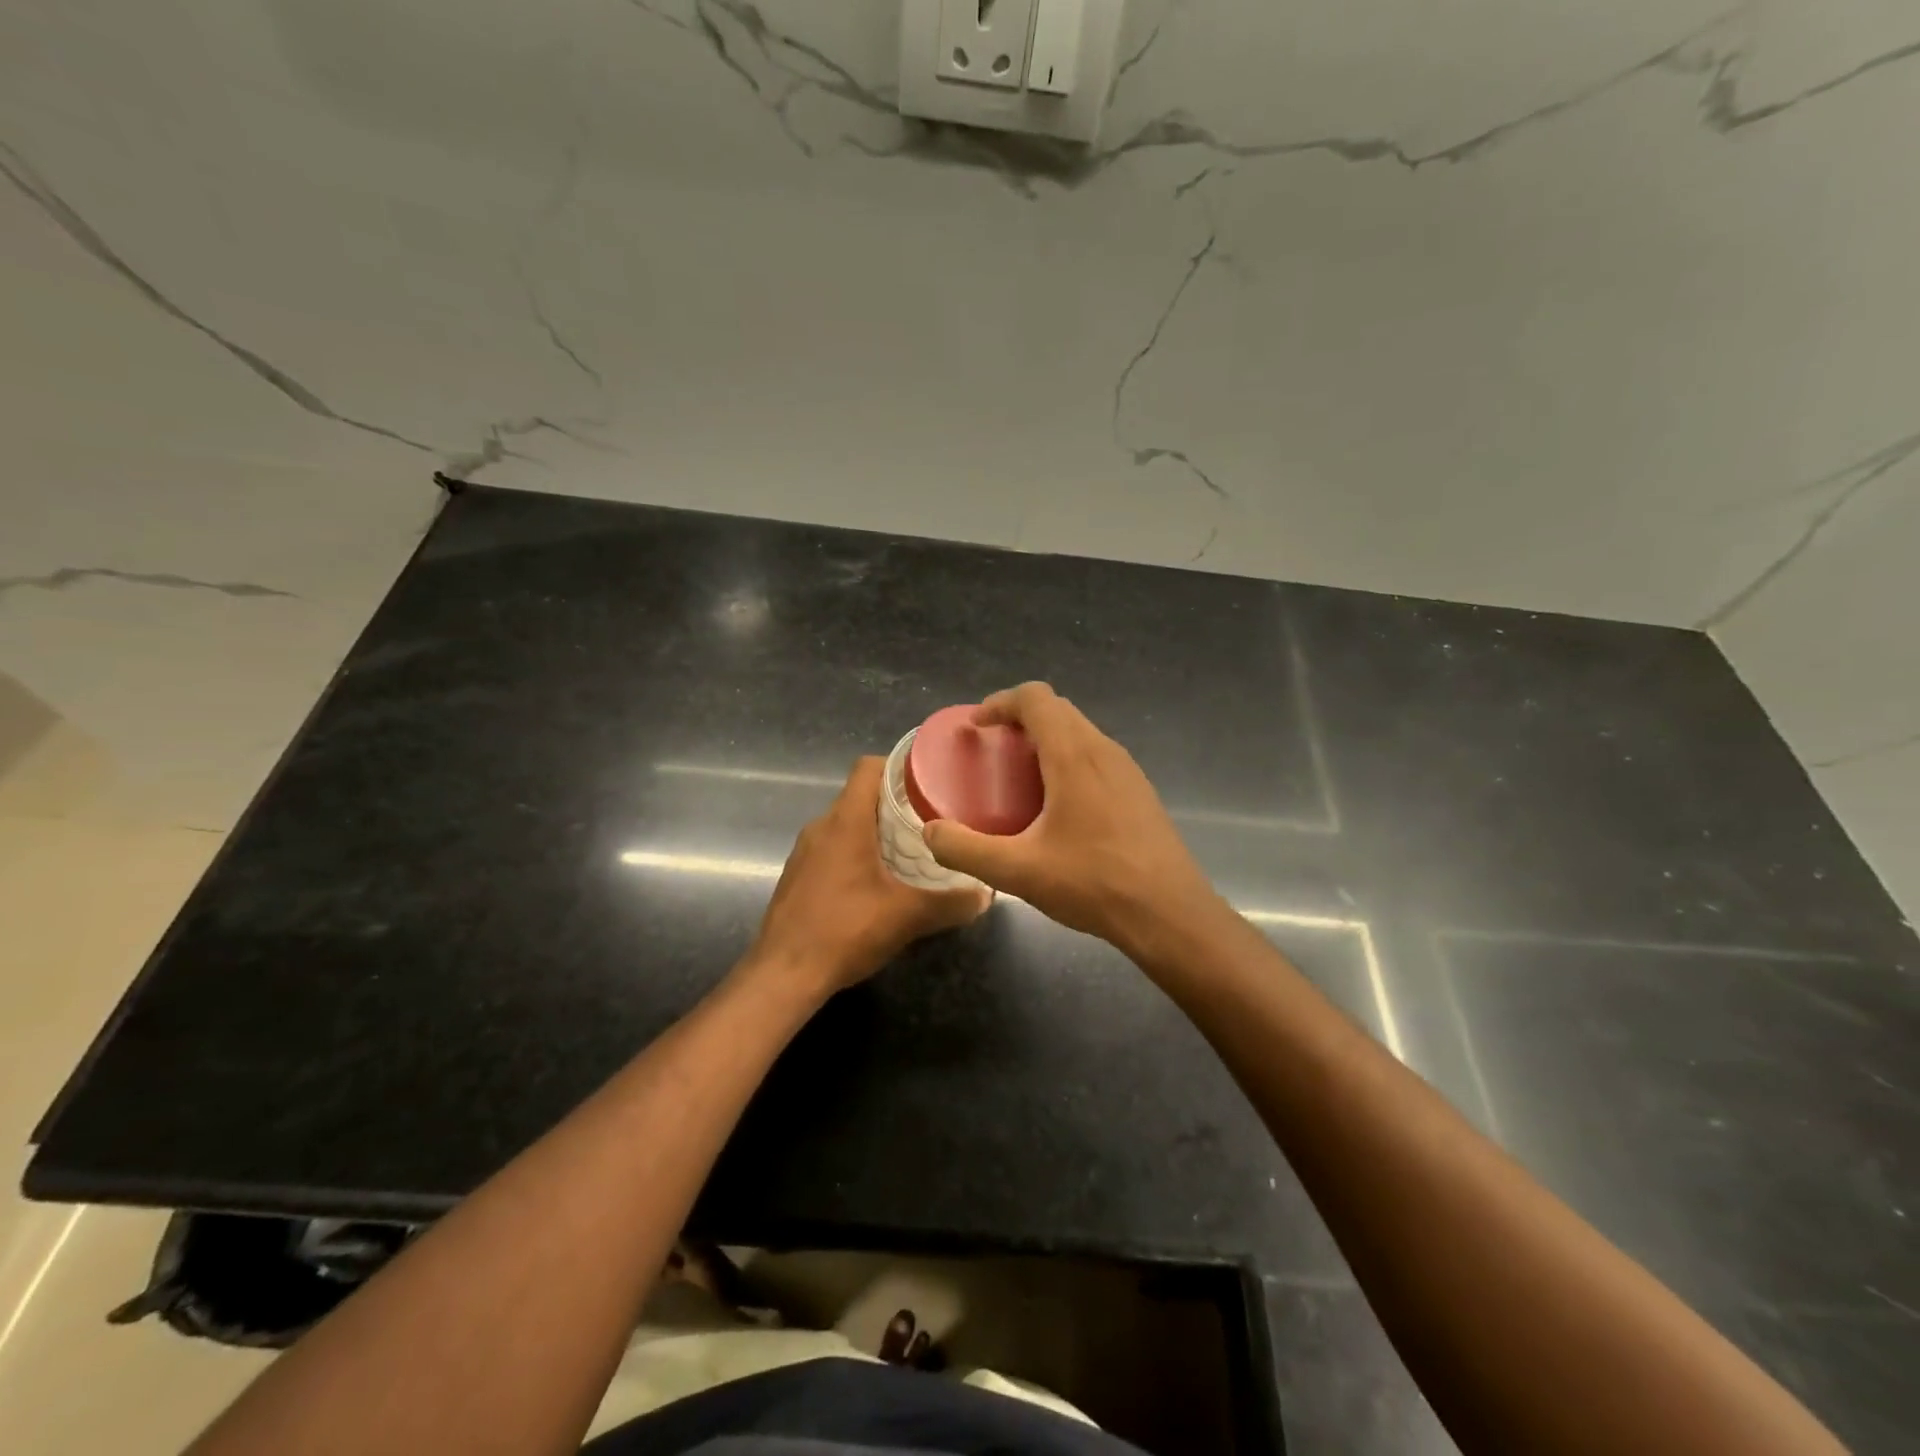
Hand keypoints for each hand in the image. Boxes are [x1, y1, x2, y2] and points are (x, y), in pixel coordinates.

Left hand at [748, 756, 989, 995]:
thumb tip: (986, 894)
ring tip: (910, 849)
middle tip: (932, 818)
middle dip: (895, 802)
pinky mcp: (797, 876)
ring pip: (845, 824)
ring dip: (875, 830)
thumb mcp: (907, 917)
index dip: (898, 765)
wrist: (783, 975)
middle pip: (860, 796)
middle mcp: (820, 827)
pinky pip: (832, 849)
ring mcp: (804, 852)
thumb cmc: (845, 931)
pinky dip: (856, 853)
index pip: (868, 767)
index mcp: (845, 822)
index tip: (929, 780)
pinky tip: (878, 882)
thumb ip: (951, 903)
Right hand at [922, 683, 1221, 962]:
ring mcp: (1127, 770)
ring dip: (1046, 740)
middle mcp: (1103, 751)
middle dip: (1020, 719)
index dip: (1000, 703)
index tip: (976, 727)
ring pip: (1080, 733)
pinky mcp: (1139, 792)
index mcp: (1073, 756)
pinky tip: (1058, 807)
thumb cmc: (1094, 884)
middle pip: (1057, 711)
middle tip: (991, 750)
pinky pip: (1096, 757)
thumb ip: (966, 850)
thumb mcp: (1018, 872)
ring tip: (1019, 778)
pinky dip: (1068, 761)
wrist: (1170, 914)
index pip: (1035, 698)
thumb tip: (931, 832)